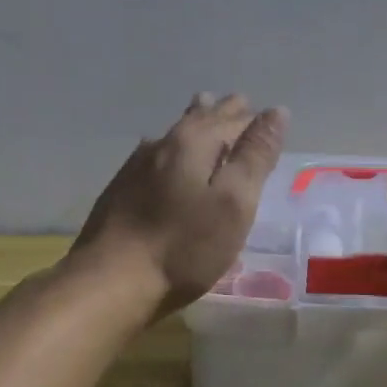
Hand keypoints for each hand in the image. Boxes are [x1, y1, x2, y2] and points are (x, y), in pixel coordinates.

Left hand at [73, 93, 288, 315]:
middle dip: (223, 112)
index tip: (269, 118)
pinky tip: (166, 154)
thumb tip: (276, 112)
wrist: (110, 282)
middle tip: (239, 103)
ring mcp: (136, 166)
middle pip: (200, 118)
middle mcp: (162, 143)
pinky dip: (174, 147)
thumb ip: (255, 156)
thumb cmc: (184, 246)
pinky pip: (156, 154)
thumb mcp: (233, 202)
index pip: (233, 119)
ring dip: (195, 121)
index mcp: (193, 141)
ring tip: (205, 109)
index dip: (253, 120)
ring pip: (175, 133)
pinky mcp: (121, 189)